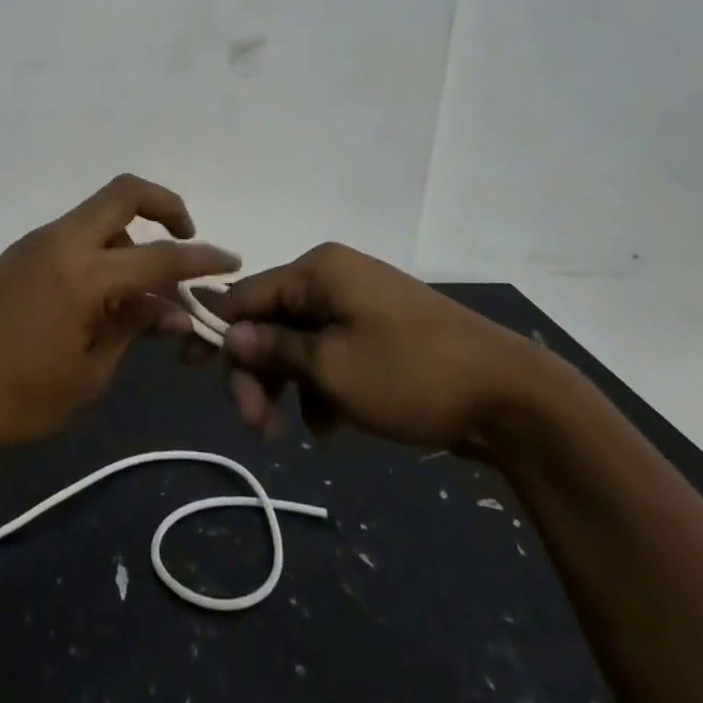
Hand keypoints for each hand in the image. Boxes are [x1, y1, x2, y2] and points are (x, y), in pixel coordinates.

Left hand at [0, 175, 238, 451]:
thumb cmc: (17, 398)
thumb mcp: (89, 375)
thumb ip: (134, 330)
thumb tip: (172, 312)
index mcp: (84, 274)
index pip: (160, 256)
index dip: (202, 258)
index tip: (232, 262)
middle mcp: (62, 242)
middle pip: (125, 192)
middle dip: (167, 205)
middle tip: (186, 238)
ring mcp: (37, 243)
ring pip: (100, 213)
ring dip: (131, 236)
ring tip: (142, 294)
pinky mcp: (20, 254)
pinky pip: (75, 234)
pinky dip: (102, 249)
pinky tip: (104, 295)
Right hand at [204, 243, 548, 451]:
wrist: (512, 397)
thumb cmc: (410, 374)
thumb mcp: (332, 368)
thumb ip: (273, 349)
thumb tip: (228, 333)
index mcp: (318, 270)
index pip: (246, 295)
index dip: (218, 333)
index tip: (190, 372)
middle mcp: (334, 276)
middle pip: (272, 321)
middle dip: (260, 372)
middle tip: (256, 426)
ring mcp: (361, 303)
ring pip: (301, 343)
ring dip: (291, 386)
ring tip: (301, 432)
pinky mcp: (380, 332)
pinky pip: (333, 353)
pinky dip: (324, 386)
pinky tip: (334, 425)